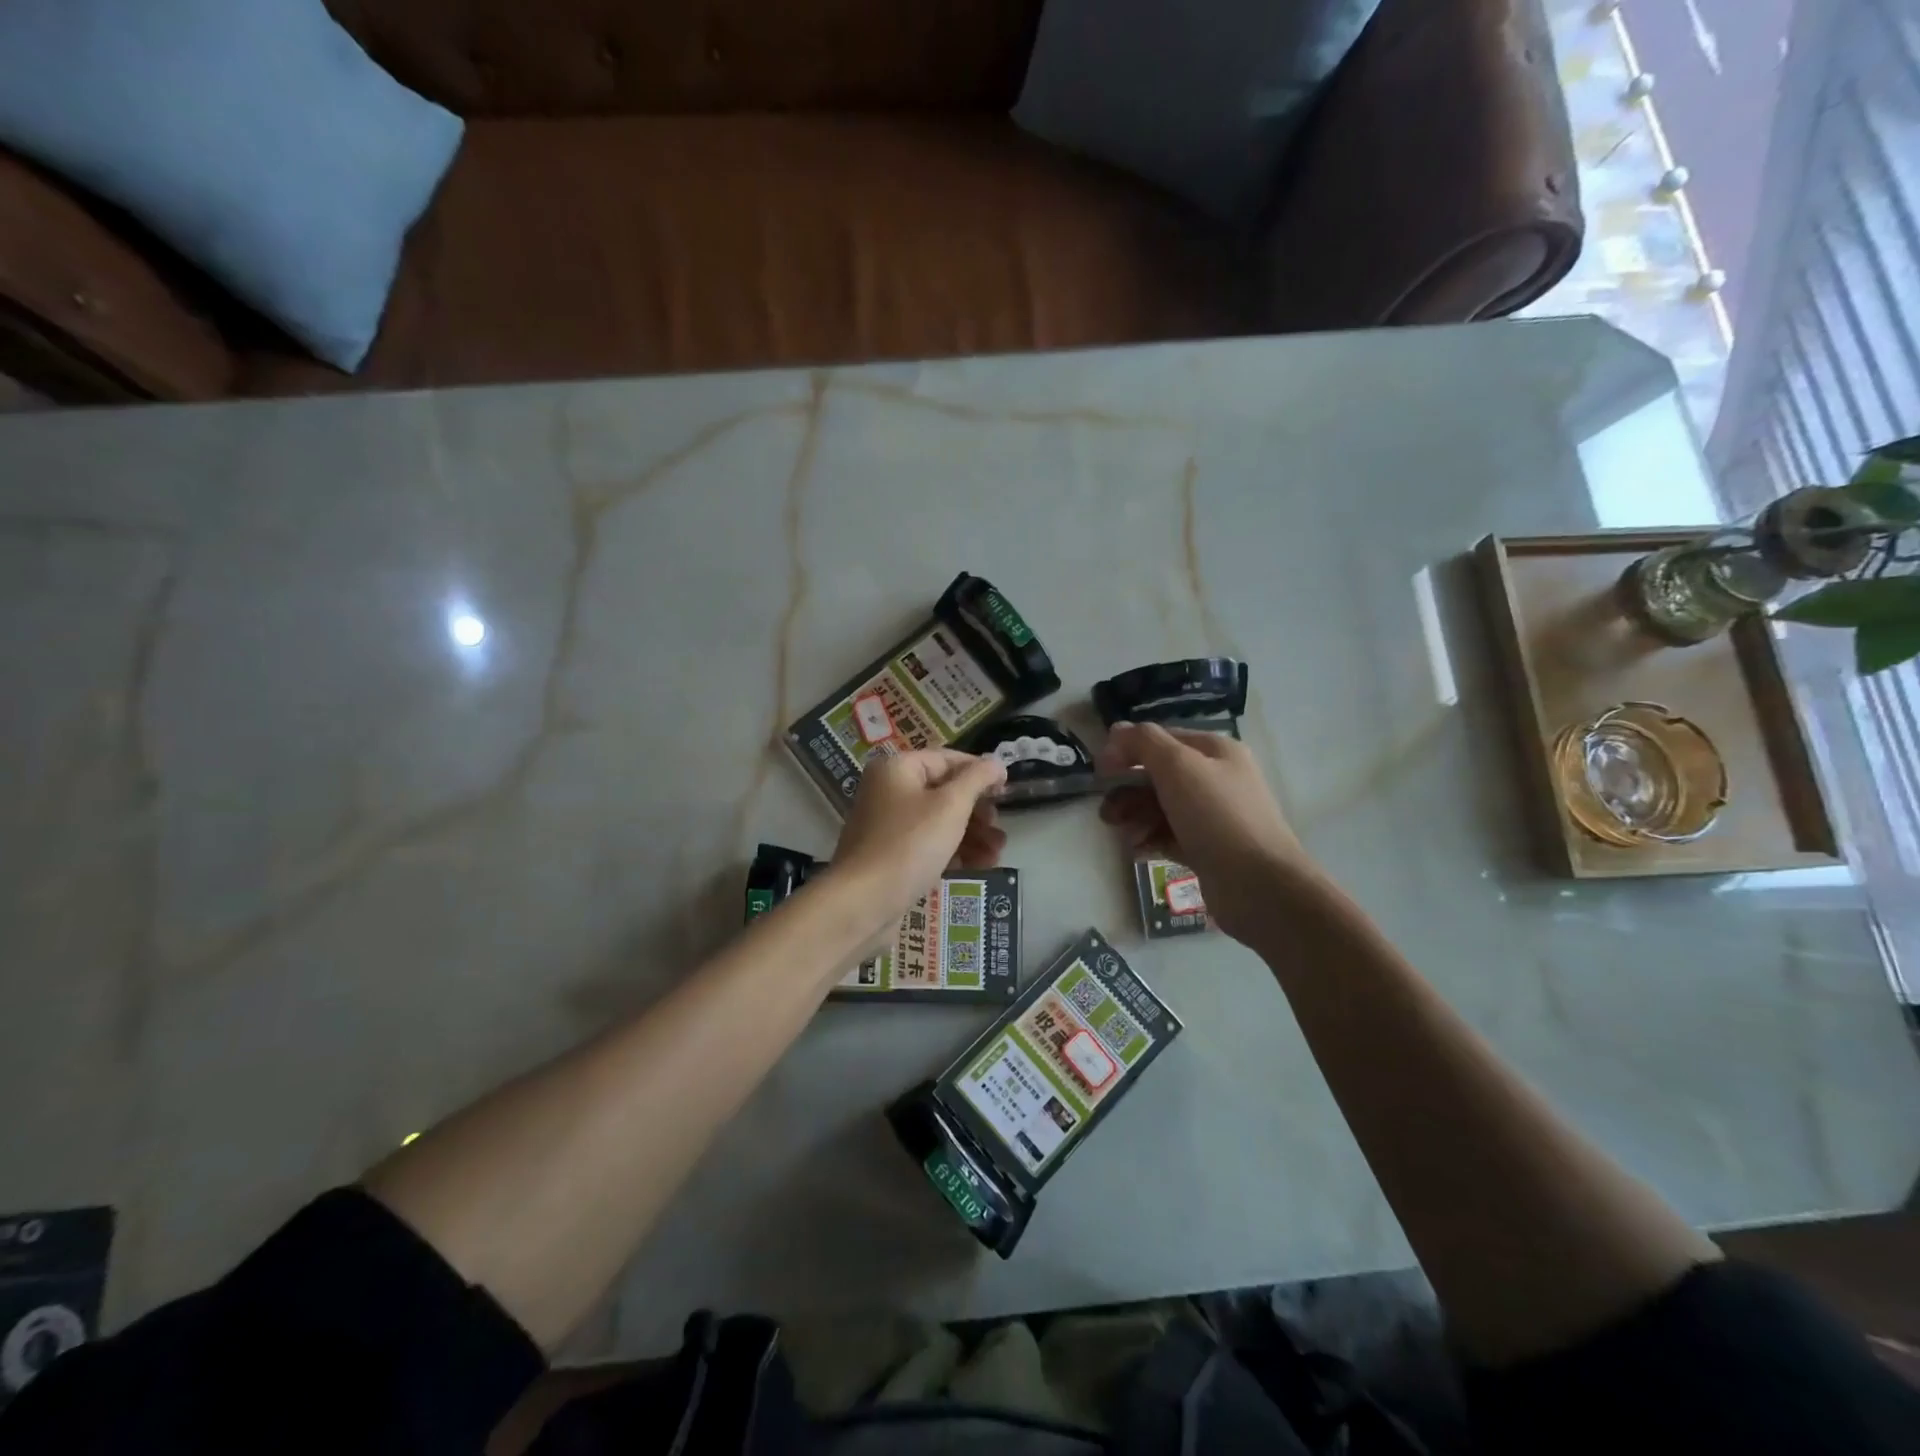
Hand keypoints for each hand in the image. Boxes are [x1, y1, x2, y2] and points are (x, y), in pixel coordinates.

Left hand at [831, 750, 1007, 928]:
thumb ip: (977, 779)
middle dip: (978, 811)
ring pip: (940, 821)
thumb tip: (996, 762)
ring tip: (997, 853)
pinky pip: (929, 844)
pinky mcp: (892, 855)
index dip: (980, 772)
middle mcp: (889, 791)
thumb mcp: (951, 806)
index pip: (948, 759)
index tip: (1007, 790)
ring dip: (972, 834)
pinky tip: (980, 866)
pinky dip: (954, 851)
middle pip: (945, 792)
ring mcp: (888, 825)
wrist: (864, 902)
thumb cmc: (910, 844)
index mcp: (897, 769)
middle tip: (999, 828)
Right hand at [1097, 722, 1317, 944]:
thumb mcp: (1178, 766)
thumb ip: (1144, 742)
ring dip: (1135, 818)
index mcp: (1215, 751)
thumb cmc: (1217, 817)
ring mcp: (1212, 816)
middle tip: (1107, 813)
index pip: (1161, 739)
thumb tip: (1117, 729)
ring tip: (1126, 837)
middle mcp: (1216, 779)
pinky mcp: (1206, 848)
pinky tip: (1138, 852)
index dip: (1128, 750)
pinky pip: (1168, 835)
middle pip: (1157, 775)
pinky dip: (1150, 840)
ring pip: (1160, 807)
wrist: (1259, 885)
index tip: (1102, 772)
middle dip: (1128, 792)